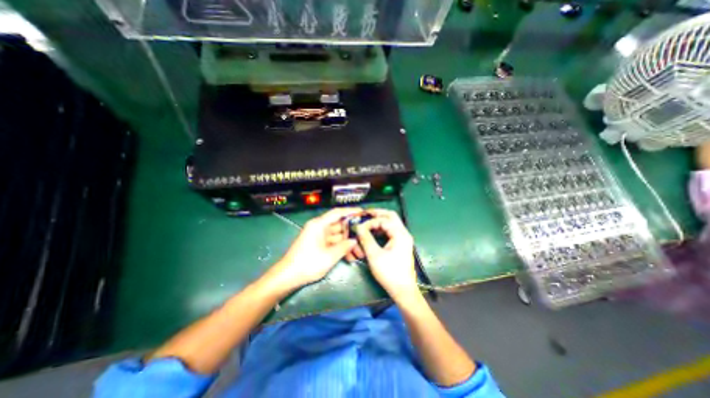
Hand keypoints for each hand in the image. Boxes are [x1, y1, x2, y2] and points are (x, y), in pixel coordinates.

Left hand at [271, 206, 362, 290]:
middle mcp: (319, 227)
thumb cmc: (308, 263)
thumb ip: (344, 246)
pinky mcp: (319, 244)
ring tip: (360, 254)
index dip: (351, 211)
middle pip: (339, 226)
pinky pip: (333, 243)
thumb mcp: (329, 256)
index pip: (337, 213)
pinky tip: (350, 257)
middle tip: (365, 238)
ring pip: (338, 236)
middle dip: (352, 233)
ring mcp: (319, 236)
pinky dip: (341, 248)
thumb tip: (354, 240)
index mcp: (319, 224)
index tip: (363, 213)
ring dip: (348, 244)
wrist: (288, 276)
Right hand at [354, 209, 416, 299]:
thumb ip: (366, 239)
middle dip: (377, 213)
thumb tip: (358, 227)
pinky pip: (391, 230)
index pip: (383, 220)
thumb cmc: (389, 273)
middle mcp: (403, 233)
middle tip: (365, 214)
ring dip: (380, 220)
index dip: (370, 222)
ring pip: (392, 222)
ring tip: (368, 221)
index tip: (360, 227)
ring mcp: (403, 238)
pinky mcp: (401, 244)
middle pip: (391, 216)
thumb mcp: (374, 255)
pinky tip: (374, 231)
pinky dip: (382, 228)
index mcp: (400, 234)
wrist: (403, 290)